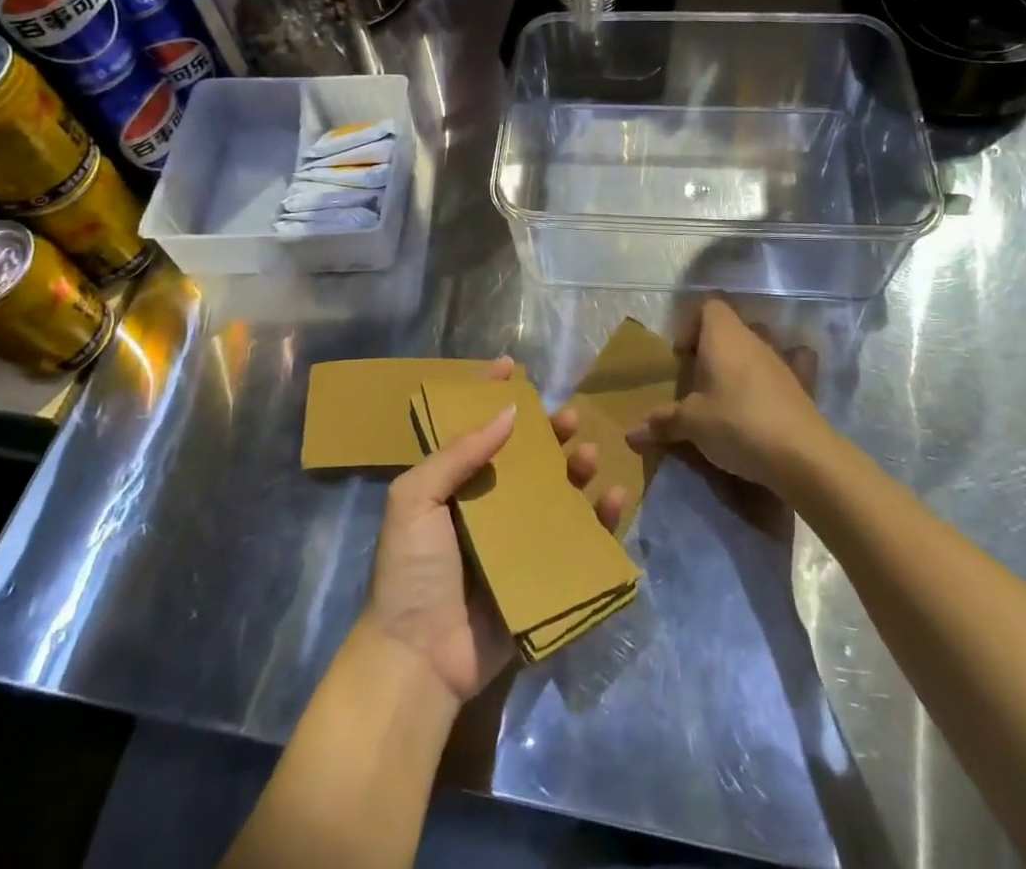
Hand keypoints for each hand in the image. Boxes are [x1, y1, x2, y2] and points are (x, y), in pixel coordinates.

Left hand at [363, 360, 626, 705]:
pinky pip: (578, 539)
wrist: (418, 659)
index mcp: (453, 485)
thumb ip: (457, 453)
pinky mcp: (542, 574)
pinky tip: (615, 498)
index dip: (491, 395)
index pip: (476, 429)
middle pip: (525, 458)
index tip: (513, 367)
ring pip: (556, 492)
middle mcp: (487, 506)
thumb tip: (508, 411)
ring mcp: (517, 541)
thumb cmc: (411, 570)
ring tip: (588, 455)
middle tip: (568, 417)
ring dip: (576, 469)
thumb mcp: (415, 499)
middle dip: (548, 433)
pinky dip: (600, 518)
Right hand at [625, 298, 827, 492]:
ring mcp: (782, 359)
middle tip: (700, 381)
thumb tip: (630, 433)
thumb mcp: (691, 424)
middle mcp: (754, 338)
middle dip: (714, 347)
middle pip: (732, 326)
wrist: (801, 455)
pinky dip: (782, 372)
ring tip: (730, 392)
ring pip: (759, 345)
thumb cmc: (736, 424)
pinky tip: (773, 392)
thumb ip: (662, 422)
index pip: (709, 305)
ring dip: (744, 360)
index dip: (692, 325)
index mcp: (723, 335)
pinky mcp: (803, 384)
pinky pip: (793, 365)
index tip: (683, 357)